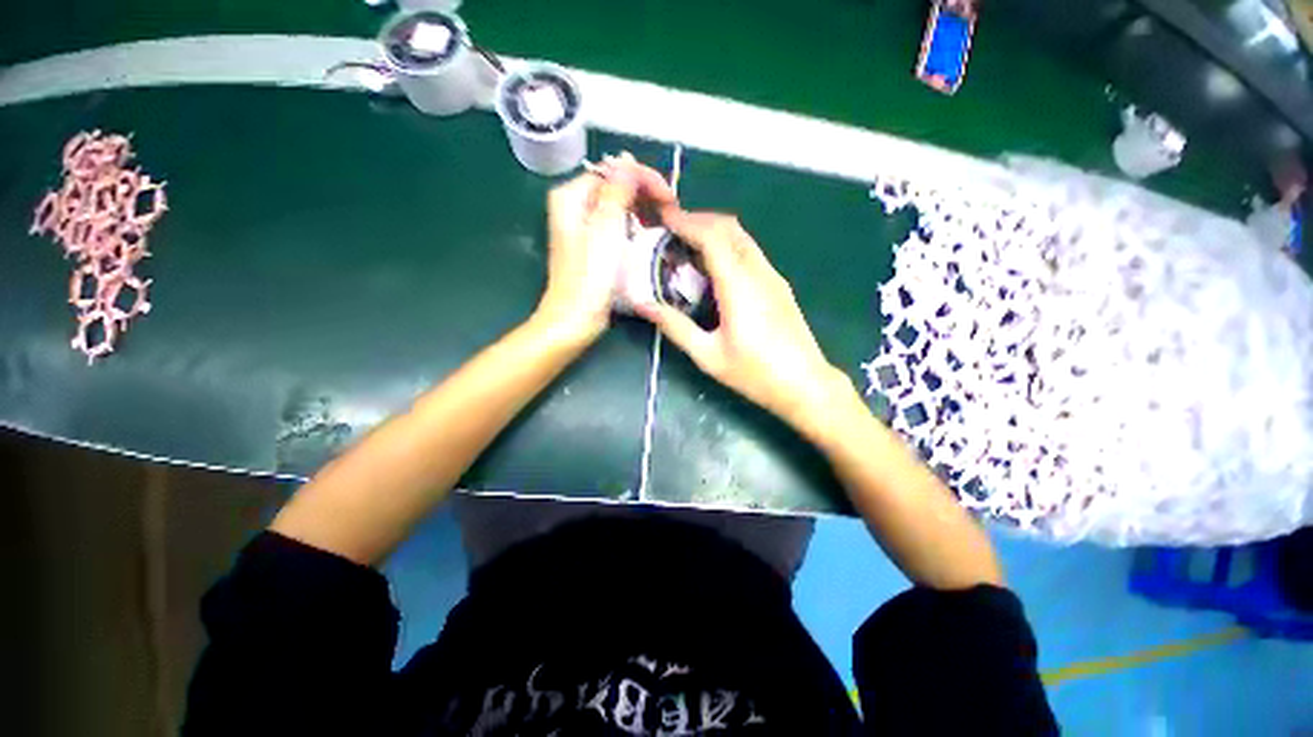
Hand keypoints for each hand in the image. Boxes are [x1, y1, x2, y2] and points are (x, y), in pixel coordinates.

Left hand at [534, 153, 675, 343]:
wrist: (576, 318)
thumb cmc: (590, 276)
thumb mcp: (606, 228)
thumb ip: (616, 190)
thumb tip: (626, 160)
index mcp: (571, 197)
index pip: (613, 172)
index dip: (643, 179)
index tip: (669, 196)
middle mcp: (574, 208)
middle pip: (615, 187)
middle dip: (644, 194)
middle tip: (670, 209)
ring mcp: (583, 229)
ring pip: (618, 207)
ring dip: (642, 210)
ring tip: (664, 222)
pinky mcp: (592, 247)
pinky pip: (616, 226)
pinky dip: (633, 227)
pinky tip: (648, 235)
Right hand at [636, 211, 853, 432]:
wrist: (805, 384)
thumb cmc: (755, 374)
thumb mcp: (708, 355)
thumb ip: (675, 327)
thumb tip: (643, 305)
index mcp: (739, 286)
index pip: (712, 236)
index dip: (686, 221)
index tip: (663, 216)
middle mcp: (758, 271)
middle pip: (729, 227)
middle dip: (698, 220)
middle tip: (670, 229)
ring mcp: (772, 276)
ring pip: (742, 237)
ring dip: (714, 231)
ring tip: (687, 245)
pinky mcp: (778, 284)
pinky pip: (750, 252)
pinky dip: (727, 246)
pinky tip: (713, 266)